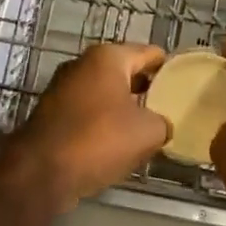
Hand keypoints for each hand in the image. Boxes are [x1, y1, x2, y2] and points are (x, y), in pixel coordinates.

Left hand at [9, 43, 169, 206]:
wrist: (40, 171)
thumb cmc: (99, 140)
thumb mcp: (148, 133)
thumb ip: (163, 122)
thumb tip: (161, 125)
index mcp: (108, 57)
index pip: (150, 54)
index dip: (170, 69)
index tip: (185, 86)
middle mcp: (83, 63)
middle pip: (126, 71)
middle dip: (146, 89)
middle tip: (169, 109)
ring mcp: (63, 87)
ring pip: (105, 92)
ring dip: (123, 107)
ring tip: (146, 128)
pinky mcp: (51, 112)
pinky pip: (88, 111)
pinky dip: (102, 122)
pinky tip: (116, 143)